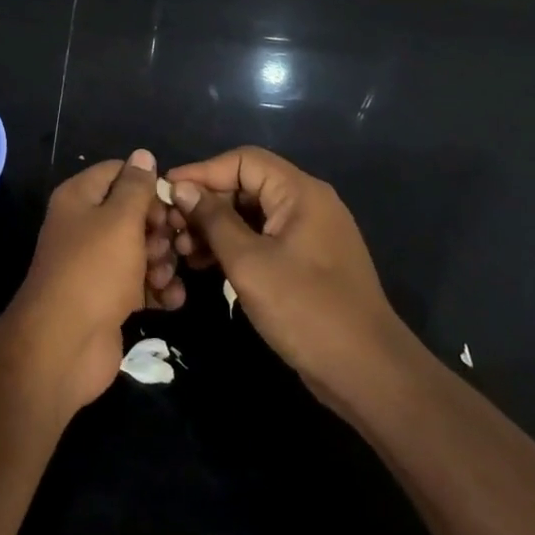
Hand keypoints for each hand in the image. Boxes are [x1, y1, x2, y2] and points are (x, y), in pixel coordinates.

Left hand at [1, 150, 185, 413]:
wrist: (64, 345)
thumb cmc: (94, 270)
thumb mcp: (120, 220)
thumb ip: (136, 187)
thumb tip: (143, 154)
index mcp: (80, 198)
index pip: (119, 172)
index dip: (147, 184)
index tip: (171, 203)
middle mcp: (85, 226)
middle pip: (133, 213)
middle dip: (159, 228)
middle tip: (172, 244)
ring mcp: (97, 264)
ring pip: (141, 249)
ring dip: (162, 261)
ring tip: (165, 276)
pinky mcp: (109, 298)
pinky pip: (140, 284)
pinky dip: (158, 289)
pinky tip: (172, 299)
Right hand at [166, 147, 405, 413]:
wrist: (368, 374)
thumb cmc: (305, 310)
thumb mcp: (248, 263)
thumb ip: (213, 220)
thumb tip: (181, 188)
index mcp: (300, 192)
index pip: (242, 160)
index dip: (202, 171)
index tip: (166, 190)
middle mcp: (307, 203)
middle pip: (246, 185)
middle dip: (206, 203)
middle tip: (172, 228)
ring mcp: (309, 233)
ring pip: (252, 214)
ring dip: (216, 227)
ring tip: (184, 251)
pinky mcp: (307, 261)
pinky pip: (263, 238)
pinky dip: (234, 246)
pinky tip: (206, 265)